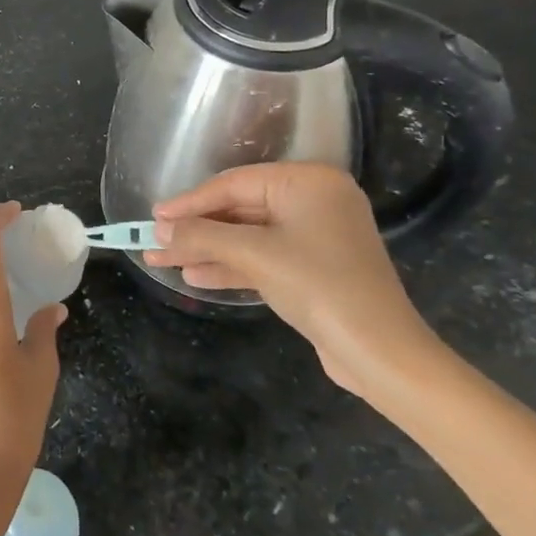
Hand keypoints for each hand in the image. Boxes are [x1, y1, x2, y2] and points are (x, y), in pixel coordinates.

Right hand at [144, 163, 444, 396]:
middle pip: (239, 210)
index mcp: (307, 182)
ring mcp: (316, 236)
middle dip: (197, 231)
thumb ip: (203, 236)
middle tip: (155, 241)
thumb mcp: (255, 255)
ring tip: (163, 262)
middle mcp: (314, 201)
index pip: (234, 183)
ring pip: (248, 237)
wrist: (380, 352)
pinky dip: (232, 266)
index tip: (155, 216)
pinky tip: (195, 276)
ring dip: (207, 250)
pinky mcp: (314, 268)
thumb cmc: (318, 285)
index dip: (190, 201)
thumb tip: (161, 232)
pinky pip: (263, 257)